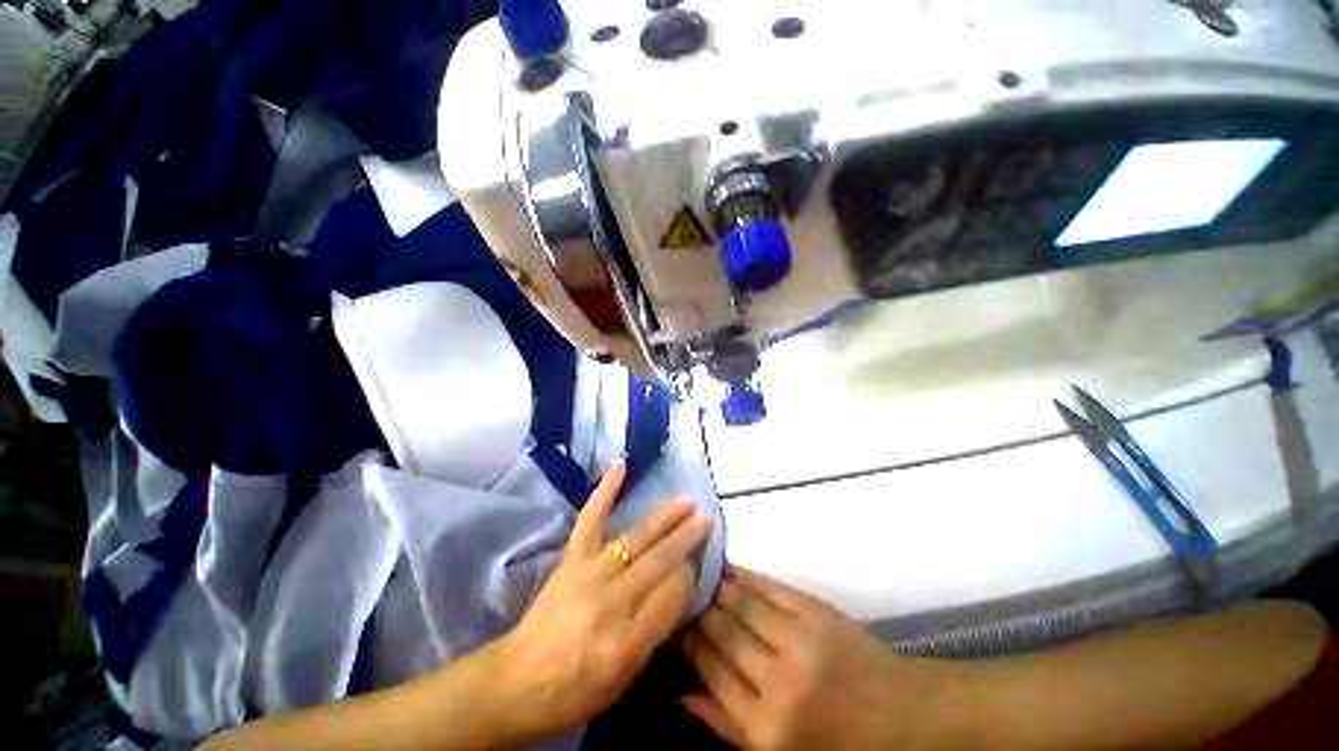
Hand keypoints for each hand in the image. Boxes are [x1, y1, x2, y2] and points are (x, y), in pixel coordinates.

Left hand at [495, 459, 711, 738]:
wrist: (519, 681)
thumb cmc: (577, 690)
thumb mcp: (626, 678)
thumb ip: (657, 631)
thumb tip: (681, 584)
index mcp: (627, 642)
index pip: (673, 594)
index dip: (689, 574)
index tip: (699, 561)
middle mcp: (611, 603)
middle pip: (659, 562)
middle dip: (687, 538)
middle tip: (706, 518)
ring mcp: (588, 573)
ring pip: (636, 538)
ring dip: (665, 518)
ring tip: (687, 502)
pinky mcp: (570, 557)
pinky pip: (590, 518)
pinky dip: (606, 490)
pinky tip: (620, 465)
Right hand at [682, 567, 960, 750]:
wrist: (902, 714)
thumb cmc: (838, 744)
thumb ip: (727, 727)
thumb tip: (681, 696)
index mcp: (767, 727)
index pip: (710, 671)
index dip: (687, 641)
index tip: (670, 621)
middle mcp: (779, 680)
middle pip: (722, 633)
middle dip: (695, 609)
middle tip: (675, 590)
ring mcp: (799, 639)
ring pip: (741, 604)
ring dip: (714, 587)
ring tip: (694, 573)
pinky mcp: (815, 611)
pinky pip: (768, 588)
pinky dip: (744, 576)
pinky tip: (727, 568)